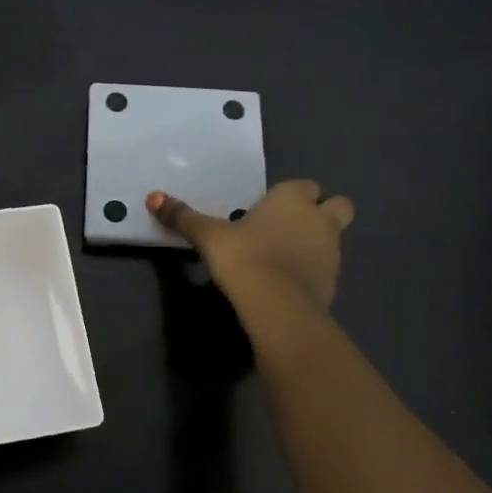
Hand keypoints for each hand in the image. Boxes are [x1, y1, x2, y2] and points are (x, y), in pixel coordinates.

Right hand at [147, 180, 354, 317]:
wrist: (278, 307)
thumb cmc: (245, 258)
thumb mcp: (208, 236)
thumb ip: (184, 217)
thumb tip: (153, 198)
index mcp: (293, 199)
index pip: (305, 185)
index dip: (291, 194)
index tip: (269, 207)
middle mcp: (320, 220)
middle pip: (338, 206)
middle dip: (322, 213)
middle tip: (291, 226)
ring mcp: (332, 253)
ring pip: (334, 238)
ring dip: (316, 243)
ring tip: (283, 257)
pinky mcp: (333, 284)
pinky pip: (326, 269)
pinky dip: (312, 272)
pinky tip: (287, 283)